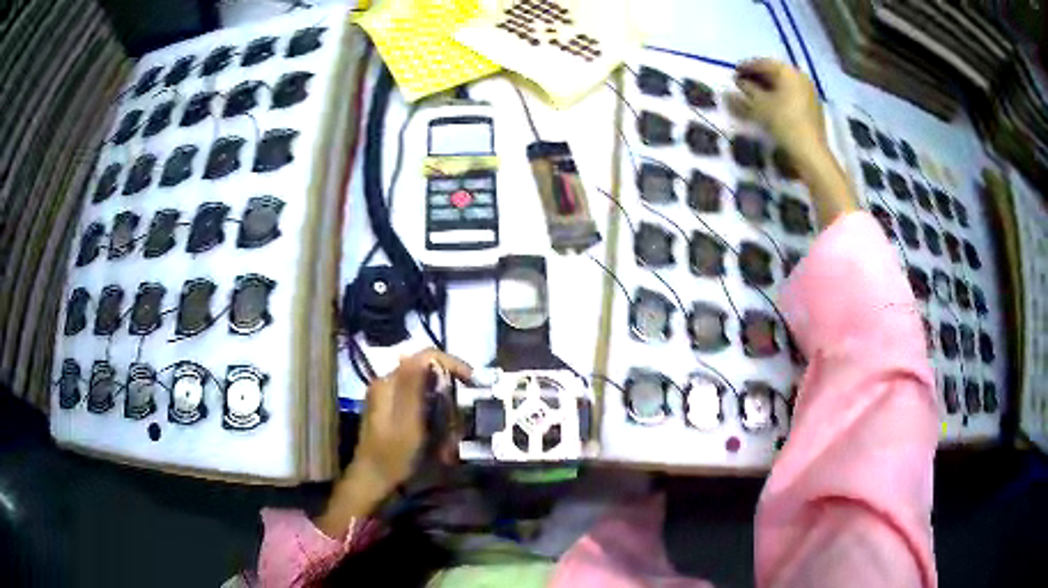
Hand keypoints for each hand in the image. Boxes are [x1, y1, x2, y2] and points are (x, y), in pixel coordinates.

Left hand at [316, 349, 471, 538]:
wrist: (372, 481)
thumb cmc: (392, 455)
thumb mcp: (408, 422)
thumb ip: (414, 386)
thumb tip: (425, 354)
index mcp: (389, 382)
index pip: (425, 357)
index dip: (452, 364)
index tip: (472, 382)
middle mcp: (387, 384)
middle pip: (427, 374)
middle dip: (449, 394)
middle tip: (462, 419)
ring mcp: (389, 398)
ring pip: (426, 391)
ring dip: (443, 410)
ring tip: (451, 438)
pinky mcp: (392, 412)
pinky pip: (420, 405)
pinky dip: (434, 419)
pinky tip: (440, 441)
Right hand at [730, 58, 856, 227]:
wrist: (810, 152)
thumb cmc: (783, 122)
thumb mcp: (759, 105)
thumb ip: (746, 90)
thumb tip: (736, 83)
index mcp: (788, 71)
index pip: (763, 63)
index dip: (746, 67)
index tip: (733, 73)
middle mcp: (800, 77)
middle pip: (775, 72)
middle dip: (758, 77)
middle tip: (742, 83)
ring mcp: (809, 92)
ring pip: (784, 84)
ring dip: (768, 87)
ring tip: (754, 95)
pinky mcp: (812, 107)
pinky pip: (791, 95)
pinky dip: (779, 96)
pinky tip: (770, 105)